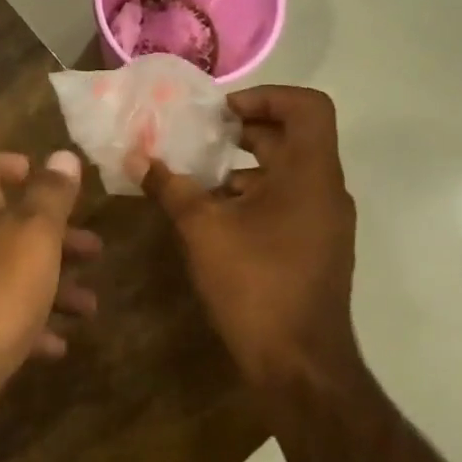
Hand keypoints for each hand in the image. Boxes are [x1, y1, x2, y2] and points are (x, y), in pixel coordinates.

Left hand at [0, 150, 101, 420]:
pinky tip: (59, 344)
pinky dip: (34, 326)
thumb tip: (63, 156)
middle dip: (54, 236)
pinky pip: (5, 320)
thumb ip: (50, 195)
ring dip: (53, 284)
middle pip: (9, 227)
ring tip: (90, 305)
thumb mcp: (33, 234)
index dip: (10, 164)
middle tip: (94, 248)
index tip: (43, 174)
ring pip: (13, 275)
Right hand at [132, 86, 357, 385]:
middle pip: (293, 137)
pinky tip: (214, 216)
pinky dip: (253, 196)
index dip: (266, 95)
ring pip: (288, 172)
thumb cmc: (256, 284)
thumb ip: (170, 187)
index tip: (224, 114)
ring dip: (244, 166)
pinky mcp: (315, 247)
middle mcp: (325, 190)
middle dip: (245, 130)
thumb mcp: (203, 229)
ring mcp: (324, 221)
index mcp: (310, 174)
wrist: (299, 365)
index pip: (307, 106)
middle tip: (200, 136)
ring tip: (197, 177)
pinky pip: (287, 201)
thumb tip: (135, 157)